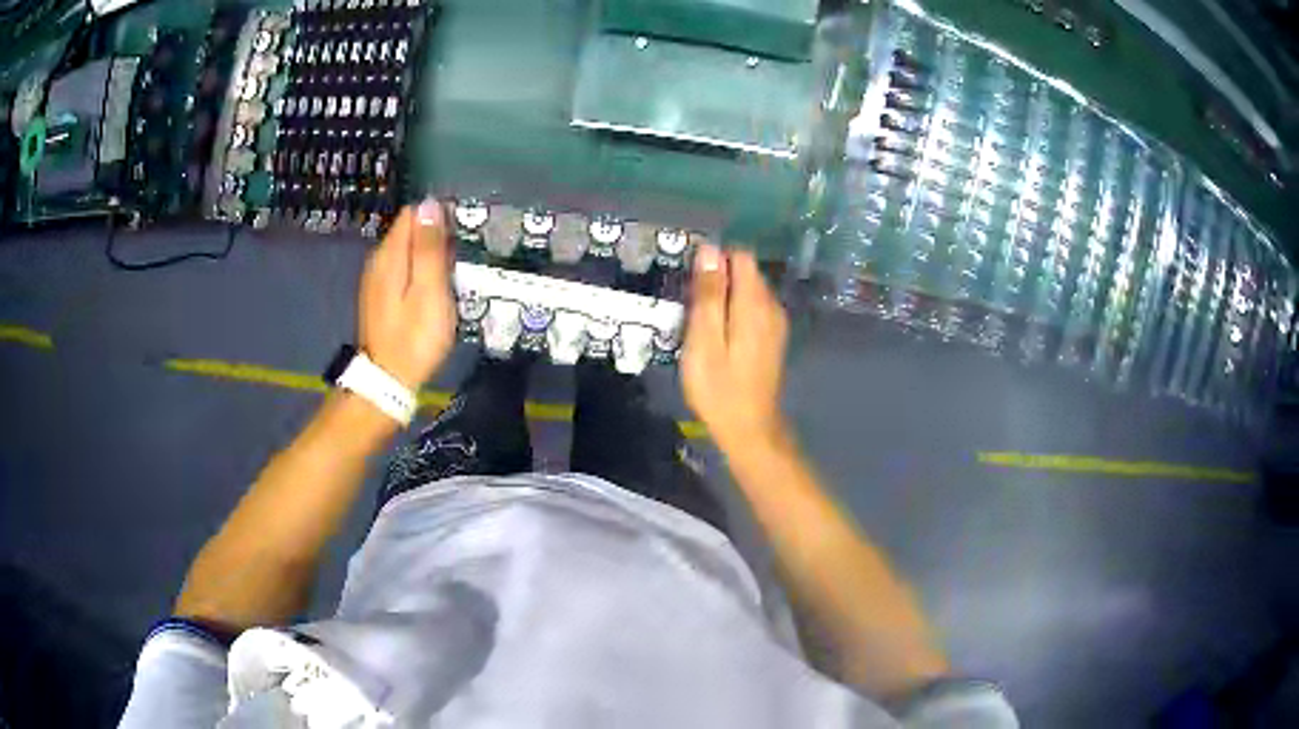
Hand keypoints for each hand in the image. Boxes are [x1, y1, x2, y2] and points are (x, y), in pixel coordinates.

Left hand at [358, 199, 456, 390]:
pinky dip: (419, 272)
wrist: (388, 381)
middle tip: (462, 257)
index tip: (461, 233)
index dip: (438, 216)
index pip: (413, 214)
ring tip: (453, 273)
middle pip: (409, 231)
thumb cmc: (415, 337)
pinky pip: (402, 270)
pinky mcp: (380, 297)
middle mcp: (378, 260)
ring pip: (406, 251)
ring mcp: (376, 280)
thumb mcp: (429, 290)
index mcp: (390, 255)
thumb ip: (429, 247)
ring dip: (429, 255)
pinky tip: (435, 289)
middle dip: (435, 235)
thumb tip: (430, 204)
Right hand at [682, 244, 790, 452]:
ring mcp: (776, 322)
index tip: (693, 283)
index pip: (740, 256)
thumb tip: (710, 250)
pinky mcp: (774, 337)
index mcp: (753, 302)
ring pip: (749, 290)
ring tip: (702, 325)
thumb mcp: (703, 340)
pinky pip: (753, 308)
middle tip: (692, 309)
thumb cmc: (719, 388)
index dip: (714, 260)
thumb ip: (708, 294)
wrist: (749, 428)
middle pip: (745, 271)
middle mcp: (771, 305)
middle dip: (718, 279)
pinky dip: (735, 312)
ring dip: (725, 297)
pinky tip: (719, 336)